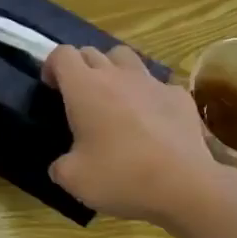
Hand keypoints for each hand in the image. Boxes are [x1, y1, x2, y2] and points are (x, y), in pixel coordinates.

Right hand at [44, 44, 225, 226]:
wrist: (184, 185)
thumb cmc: (120, 176)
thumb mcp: (73, 180)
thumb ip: (60, 165)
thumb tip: (62, 164)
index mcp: (84, 87)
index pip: (62, 54)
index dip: (52, 67)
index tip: (52, 89)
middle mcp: (116, 75)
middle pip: (92, 52)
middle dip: (81, 68)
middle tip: (80, 98)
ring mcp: (151, 82)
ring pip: (126, 58)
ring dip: (114, 70)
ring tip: (115, 98)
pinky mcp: (179, 96)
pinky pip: (157, 85)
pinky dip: (149, 95)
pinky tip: (152, 121)